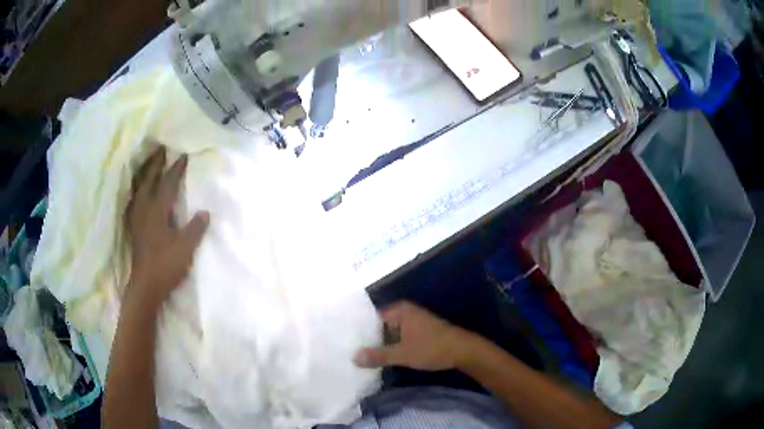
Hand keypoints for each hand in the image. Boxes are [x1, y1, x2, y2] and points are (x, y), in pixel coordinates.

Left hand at [124, 147, 209, 309]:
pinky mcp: (133, 227)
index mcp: (158, 209)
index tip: (182, 156)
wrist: (146, 285)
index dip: (176, 169)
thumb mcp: (186, 246)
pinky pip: (134, 202)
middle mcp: (145, 208)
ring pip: (138, 189)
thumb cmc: (166, 264)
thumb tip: (204, 211)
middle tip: (160, 150)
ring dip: (143, 174)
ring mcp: (137, 218)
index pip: (168, 183)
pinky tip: (137, 193)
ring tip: (147, 165)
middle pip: (148, 180)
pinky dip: (136, 192)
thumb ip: (196, 227)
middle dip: (155, 164)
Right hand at [354, 301, 476, 370]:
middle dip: (369, 338)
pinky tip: (384, 356)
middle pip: (380, 325)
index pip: (371, 317)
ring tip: (363, 355)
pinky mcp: (420, 331)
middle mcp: (406, 311)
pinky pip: (400, 336)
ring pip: (391, 332)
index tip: (346, 341)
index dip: (360, 330)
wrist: (463, 351)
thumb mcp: (402, 354)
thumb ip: (378, 356)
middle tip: (351, 350)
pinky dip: (392, 344)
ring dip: (381, 343)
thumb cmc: (431, 348)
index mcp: (400, 310)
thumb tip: (353, 357)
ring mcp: (414, 320)